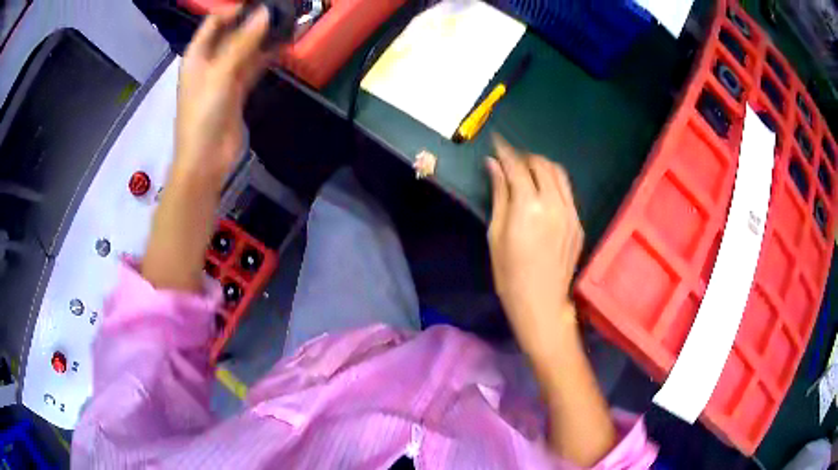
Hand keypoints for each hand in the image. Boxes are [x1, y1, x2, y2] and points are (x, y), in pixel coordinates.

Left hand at [172, 5, 269, 190]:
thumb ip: (243, 43)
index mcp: (196, 56)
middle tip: (279, 10)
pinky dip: (266, 56)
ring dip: (262, 38)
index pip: (214, 22)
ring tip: (286, 23)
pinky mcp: (236, 91)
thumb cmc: (203, 115)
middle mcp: (209, 62)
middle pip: (231, 33)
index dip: (234, 9)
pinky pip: (252, 66)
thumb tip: (265, 13)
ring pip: (244, 49)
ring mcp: (223, 76)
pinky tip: (283, 46)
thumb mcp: (221, 74)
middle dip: (252, 21)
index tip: (259, 4)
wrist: (206, 160)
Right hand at [486, 134, 583, 355]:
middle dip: (525, 156)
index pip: (517, 166)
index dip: (505, 151)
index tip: (496, 142)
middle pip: (542, 164)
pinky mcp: (578, 222)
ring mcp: (571, 212)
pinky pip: (567, 192)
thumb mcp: (496, 233)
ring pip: (559, 174)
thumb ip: (499, 194)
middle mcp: (554, 203)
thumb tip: (493, 166)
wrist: (541, 302)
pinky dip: (553, 183)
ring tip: (528, 170)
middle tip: (510, 159)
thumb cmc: (509, 273)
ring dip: (542, 165)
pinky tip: (543, 193)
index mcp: (529, 206)